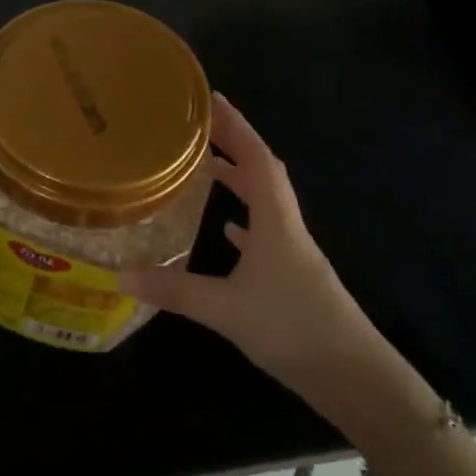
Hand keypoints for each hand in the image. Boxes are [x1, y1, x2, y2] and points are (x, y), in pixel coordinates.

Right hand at [123, 94, 375, 397]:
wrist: (354, 376)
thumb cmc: (292, 328)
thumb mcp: (225, 309)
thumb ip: (174, 290)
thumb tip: (121, 275)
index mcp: (275, 220)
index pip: (257, 158)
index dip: (236, 126)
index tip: (211, 98)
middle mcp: (286, 227)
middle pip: (262, 172)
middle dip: (235, 144)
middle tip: (201, 127)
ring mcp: (293, 252)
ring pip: (265, 202)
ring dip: (240, 179)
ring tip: (208, 166)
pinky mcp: (293, 277)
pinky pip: (266, 233)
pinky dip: (246, 220)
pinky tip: (228, 229)